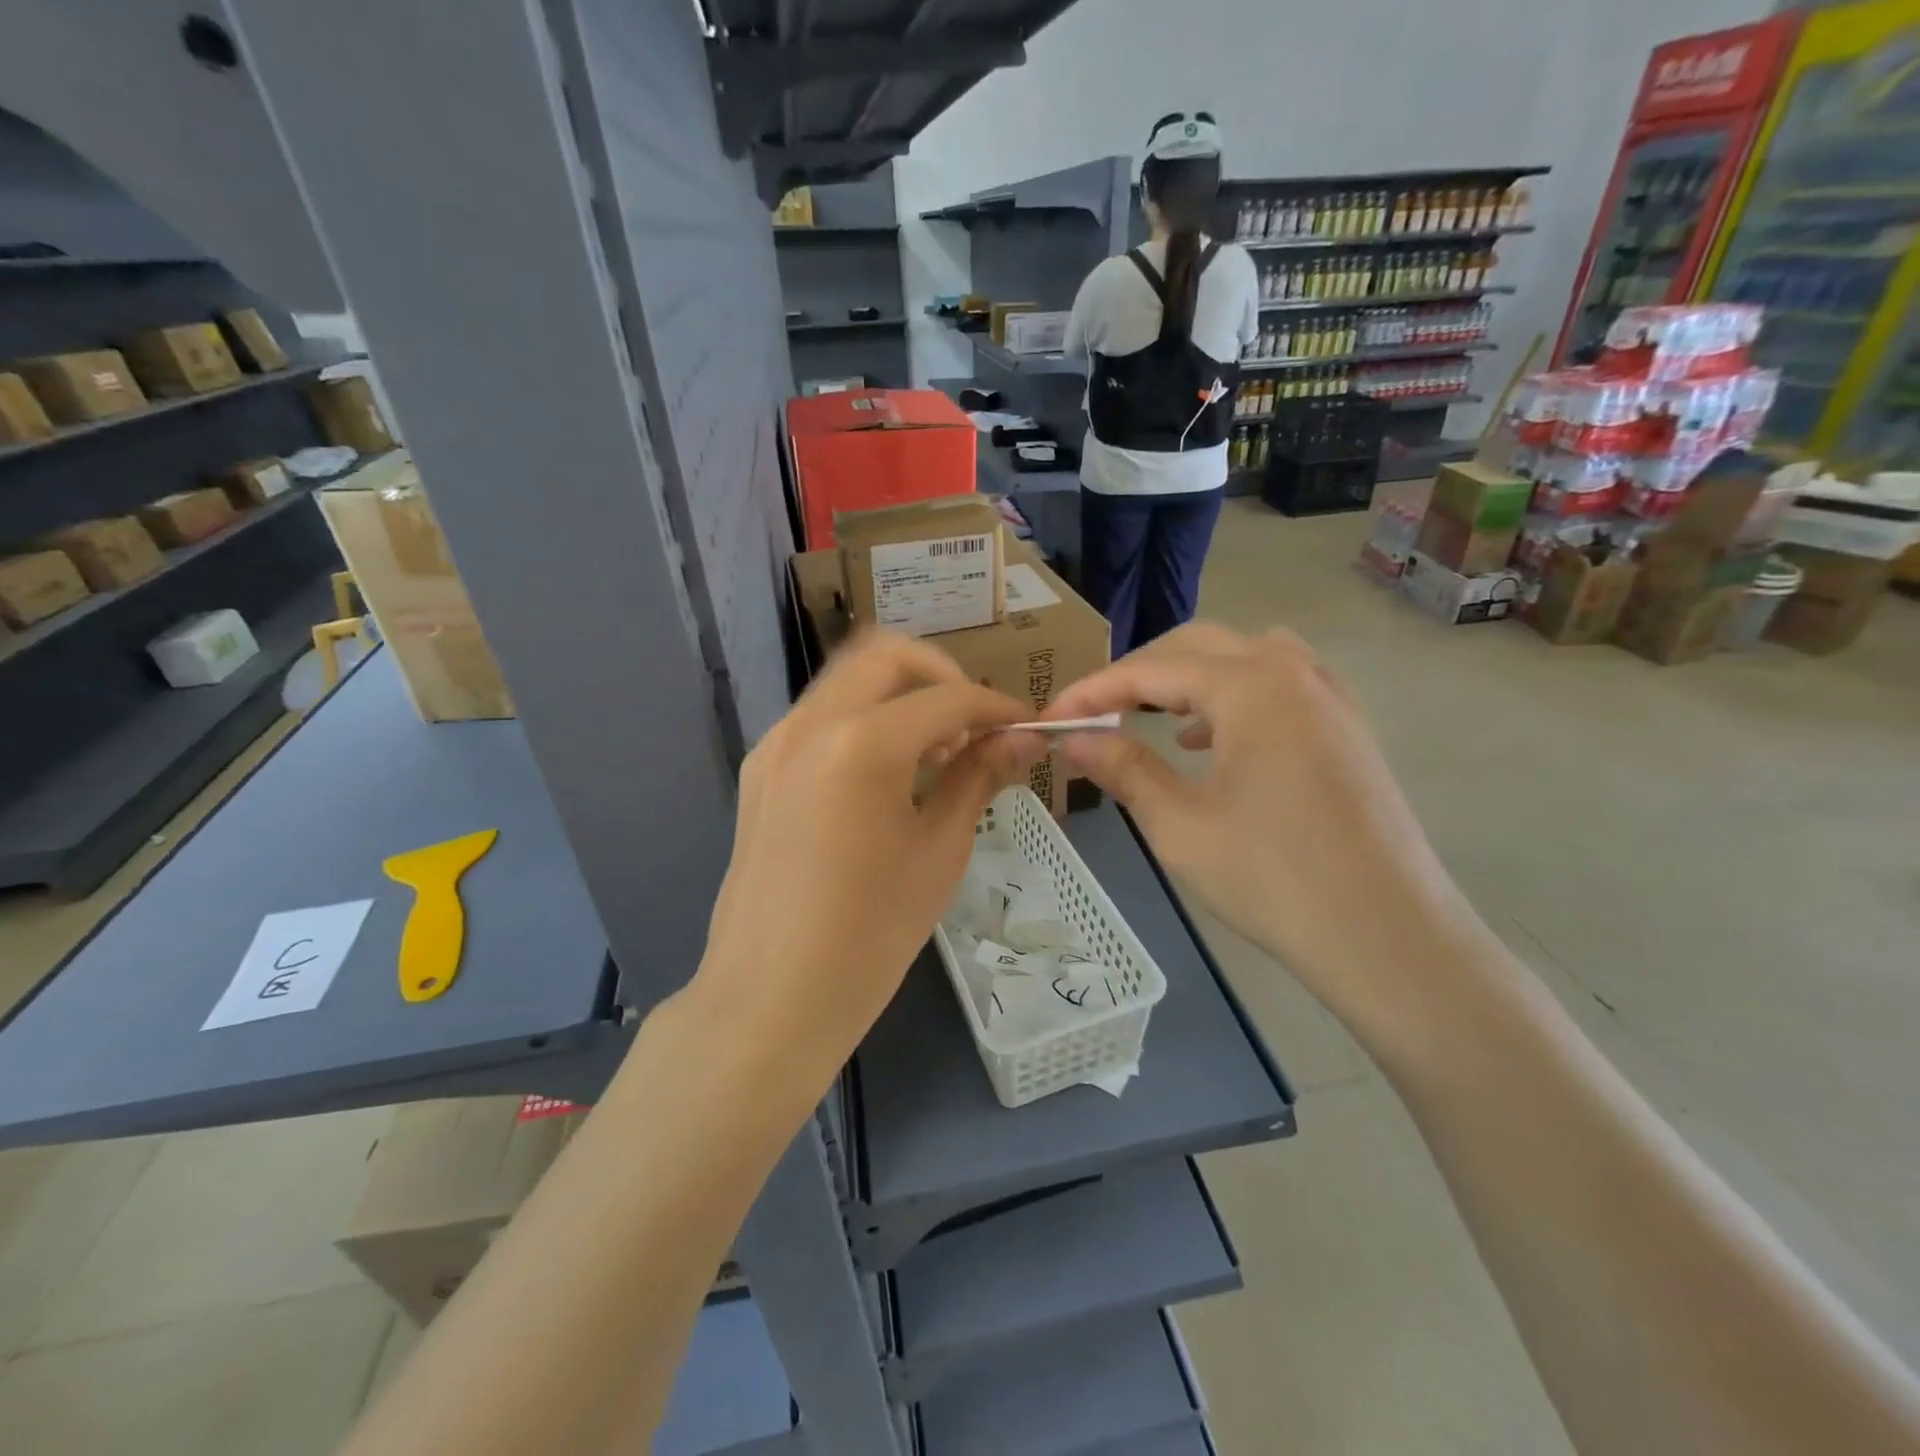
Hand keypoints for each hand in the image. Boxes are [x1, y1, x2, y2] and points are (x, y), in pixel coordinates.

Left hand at [694, 630, 1043, 1086]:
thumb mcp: (940, 850)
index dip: (997, 706)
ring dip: (899, 695)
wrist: (771, 999)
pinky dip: (863, 721)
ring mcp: (775, 744)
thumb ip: (979, 776)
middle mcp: (809, 723)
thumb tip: (1025, 736)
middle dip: (941, 675)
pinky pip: (820, 718)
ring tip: (935, 753)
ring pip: (847, 681)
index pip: (947, 697)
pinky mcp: (760, 770)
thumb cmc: (870, 934)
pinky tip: (888, 776)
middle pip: (885, 655)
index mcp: (860, 742)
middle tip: (974, 725)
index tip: (1028, 726)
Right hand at [1045, 623, 1480, 1033]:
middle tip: (1097, 714)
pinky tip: (1215, 745)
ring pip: (1245, 657)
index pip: (1152, 669)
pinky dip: (1234, 698)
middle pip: (1199, 647)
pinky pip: (1280, 685)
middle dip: (1140, 674)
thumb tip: (1074, 739)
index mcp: (1251, 686)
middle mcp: (1294, 673)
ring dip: (1191, 678)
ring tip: (1156, 720)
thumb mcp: (1180, 825)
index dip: (1094, 690)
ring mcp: (1329, 698)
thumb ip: (1123, 769)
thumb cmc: (1274, 879)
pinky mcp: (1347, 729)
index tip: (1051, 716)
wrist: (1389, 937)